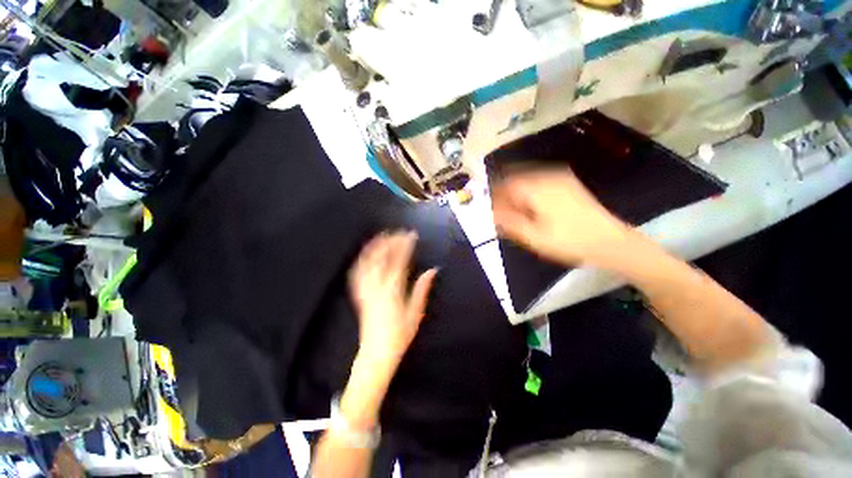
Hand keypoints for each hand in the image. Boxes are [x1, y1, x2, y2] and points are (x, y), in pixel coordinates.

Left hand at [349, 231, 437, 365]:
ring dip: (374, 246)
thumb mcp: (416, 312)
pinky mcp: (359, 294)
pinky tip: (366, 253)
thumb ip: (422, 288)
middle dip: (390, 241)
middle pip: (381, 257)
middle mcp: (377, 286)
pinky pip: (358, 272)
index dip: (405, 245)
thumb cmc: (400, 334)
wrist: (377, 352)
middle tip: (398, 231)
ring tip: (382, 235)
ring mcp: (365, 289)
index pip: (399, 260)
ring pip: (367, 262)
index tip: (411, 235)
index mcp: (393, 290)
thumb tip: (432, 270)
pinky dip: (362, 259)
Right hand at [491, 169, 631, 266]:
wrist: (610, 241)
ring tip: (515, 212)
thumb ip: (509, 221)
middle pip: (516, 178)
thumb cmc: (569, 241)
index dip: (495, 195)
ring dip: (517, 193)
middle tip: (501, 212)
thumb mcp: (533, 236)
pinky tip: (532, 207)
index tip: (490, 208)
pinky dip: (530, 192)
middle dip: (505, 194)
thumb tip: (491, 212)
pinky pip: (540, 182)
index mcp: (537, 188)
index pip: (506, 183)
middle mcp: (548, 176)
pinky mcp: (568, 183)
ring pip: (528, 179)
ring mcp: (560, 177)